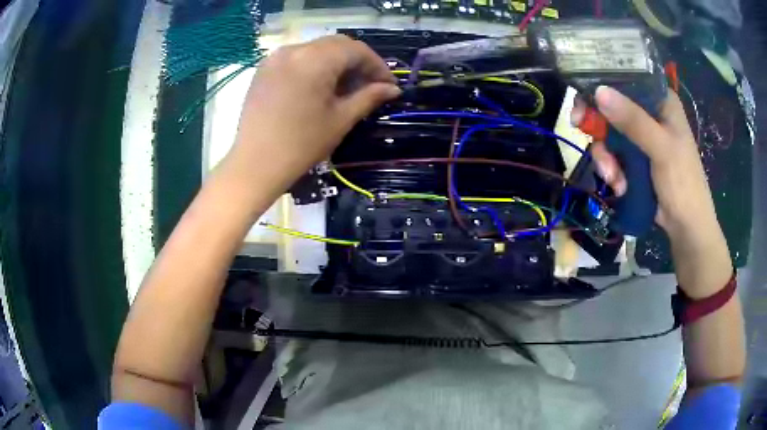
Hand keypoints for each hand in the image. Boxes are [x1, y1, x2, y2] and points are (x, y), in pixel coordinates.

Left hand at [226, 35, 400, 196]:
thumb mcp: (340, 119)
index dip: (377, 65)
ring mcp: (276, 57)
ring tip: (345, 87)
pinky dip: (315, 65)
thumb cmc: (301, 145)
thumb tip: (392, 89)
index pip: (356, 50)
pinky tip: (320, 86)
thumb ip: (369, 97)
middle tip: (370, 85)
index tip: (389, 85)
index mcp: (315, 60)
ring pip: (317, 49)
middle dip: (357, 61)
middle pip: (336, 44)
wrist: (255, 165)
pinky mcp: (264, 68)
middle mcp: (294, 49)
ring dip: (336, 62)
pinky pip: (298, 57)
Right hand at [574, 86, 730, 297]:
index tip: (584, 98)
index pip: (627, 79)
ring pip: (609, 132)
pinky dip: (612, 169)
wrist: (686, 227)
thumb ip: (634, 121)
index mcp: (660, 101)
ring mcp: (641, 137)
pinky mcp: (636, 158)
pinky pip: (613, 154)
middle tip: (580, 128)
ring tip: (614, 178)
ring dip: (606, 157)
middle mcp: (649, 113)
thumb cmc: (683, 183)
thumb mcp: (662, 149)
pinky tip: (619, 185)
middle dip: (600, 126)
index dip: (603, 84)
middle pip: (613, 106)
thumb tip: (599, 92)